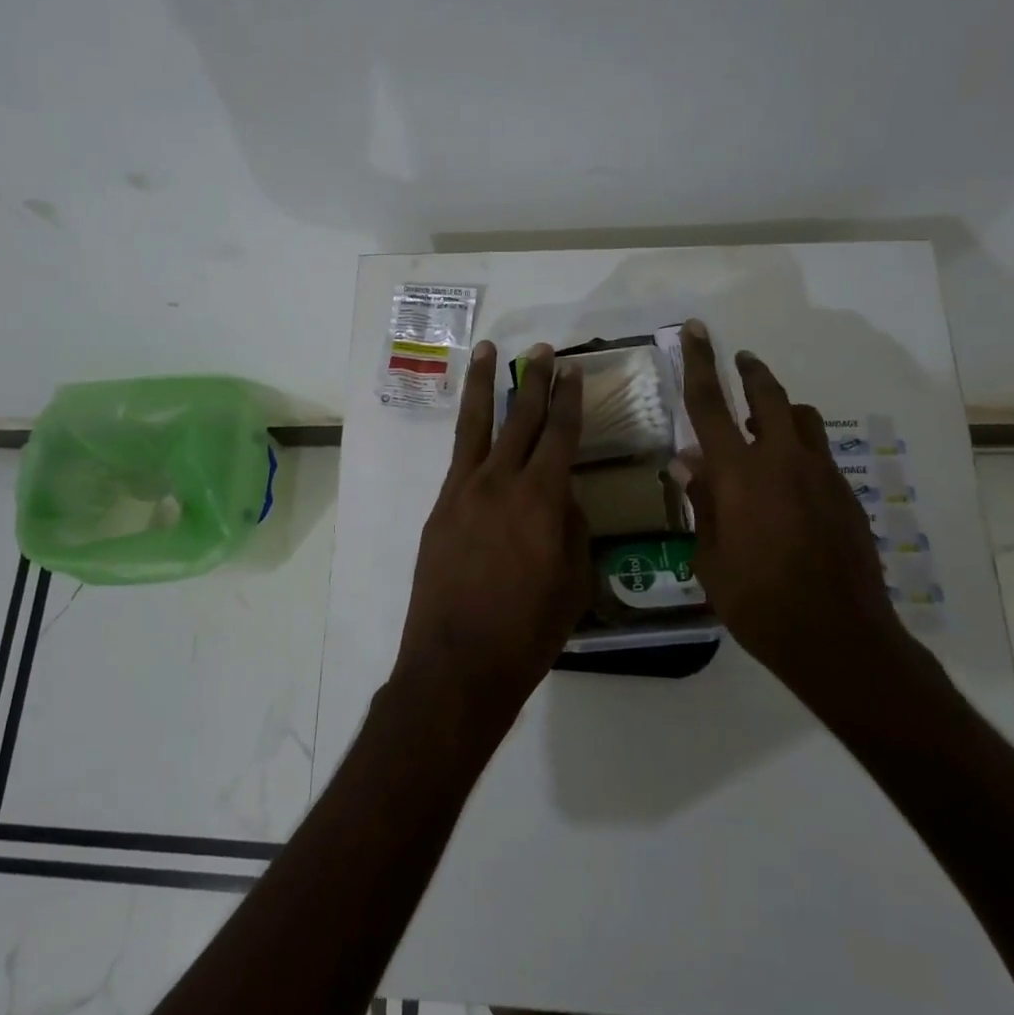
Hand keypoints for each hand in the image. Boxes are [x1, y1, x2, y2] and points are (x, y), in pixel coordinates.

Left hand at [393, 342, 590, 732]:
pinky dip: (468, 433)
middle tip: (543, 351)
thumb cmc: (527, 631)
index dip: (569, 400)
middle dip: (534, 381)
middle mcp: (500, 482)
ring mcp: (463, 491)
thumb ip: (573, 530)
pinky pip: (458, 458)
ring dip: (484, 385)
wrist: (457, 663)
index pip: (560, 434)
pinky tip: (475, 425)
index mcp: (541, 498)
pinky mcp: (440, 508)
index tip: (573, 371)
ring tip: (488, 351)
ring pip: (476, 425)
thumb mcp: (573, 583)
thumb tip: (565, 499)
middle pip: (519, 418)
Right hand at [674, 320, 907, 707]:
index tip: (697, 330)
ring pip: (802, 420)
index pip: (710, 405)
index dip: (699, 363)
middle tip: (739, 360)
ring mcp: (821, 476)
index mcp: (739, 474)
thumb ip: (702, 502)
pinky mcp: (845, 496)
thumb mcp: (711, 558)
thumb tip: (688, 461)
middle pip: (769, 396)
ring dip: (780, 410)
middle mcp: (782, 462)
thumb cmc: (758, 603)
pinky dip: (798, 449)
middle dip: (751, 371)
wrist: (839, 638)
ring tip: (762, 425)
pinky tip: (787, 481)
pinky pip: (818, 454)